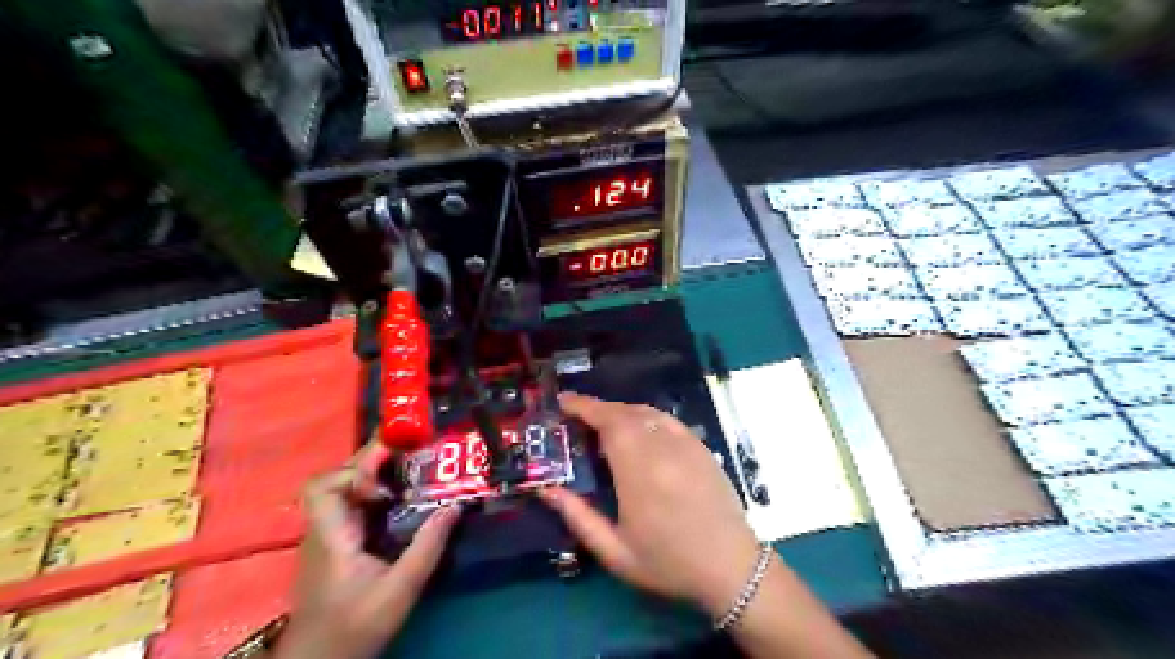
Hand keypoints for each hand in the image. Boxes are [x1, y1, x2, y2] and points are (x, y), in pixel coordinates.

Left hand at [272, 444, 457, 658]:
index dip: (354, 469)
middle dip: (371, 459)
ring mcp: (326, 536)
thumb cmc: (354, 627)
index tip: (390, 466)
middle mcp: (323, 529)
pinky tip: (398, 498)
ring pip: (342, 490)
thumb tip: (454, 506)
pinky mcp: (334, 545)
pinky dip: (372, 492)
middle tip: (410, 447)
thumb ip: (427, 547)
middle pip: (336, 478)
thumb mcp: (400, 590)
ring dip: (373, 474)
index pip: (324, 486)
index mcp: (332, 535)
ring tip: (410, 466)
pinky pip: (350, 505)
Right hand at [542, 398, 763, 617]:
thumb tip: (546, 489)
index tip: (563, 402)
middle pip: (625, 413)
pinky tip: (637, 428)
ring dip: (620, 411)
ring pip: (647, 412)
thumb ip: (578, 517)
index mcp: (639, 473)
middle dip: (597, 408)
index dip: (585, 407)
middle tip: (576, 415)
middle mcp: (663, 449)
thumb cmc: (669, 564)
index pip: (608, 424)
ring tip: (601, 422)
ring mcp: (686, 445)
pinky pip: (667, 419)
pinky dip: (645, 416)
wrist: (731, 567)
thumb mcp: (615, 551)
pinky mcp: (701, 447)